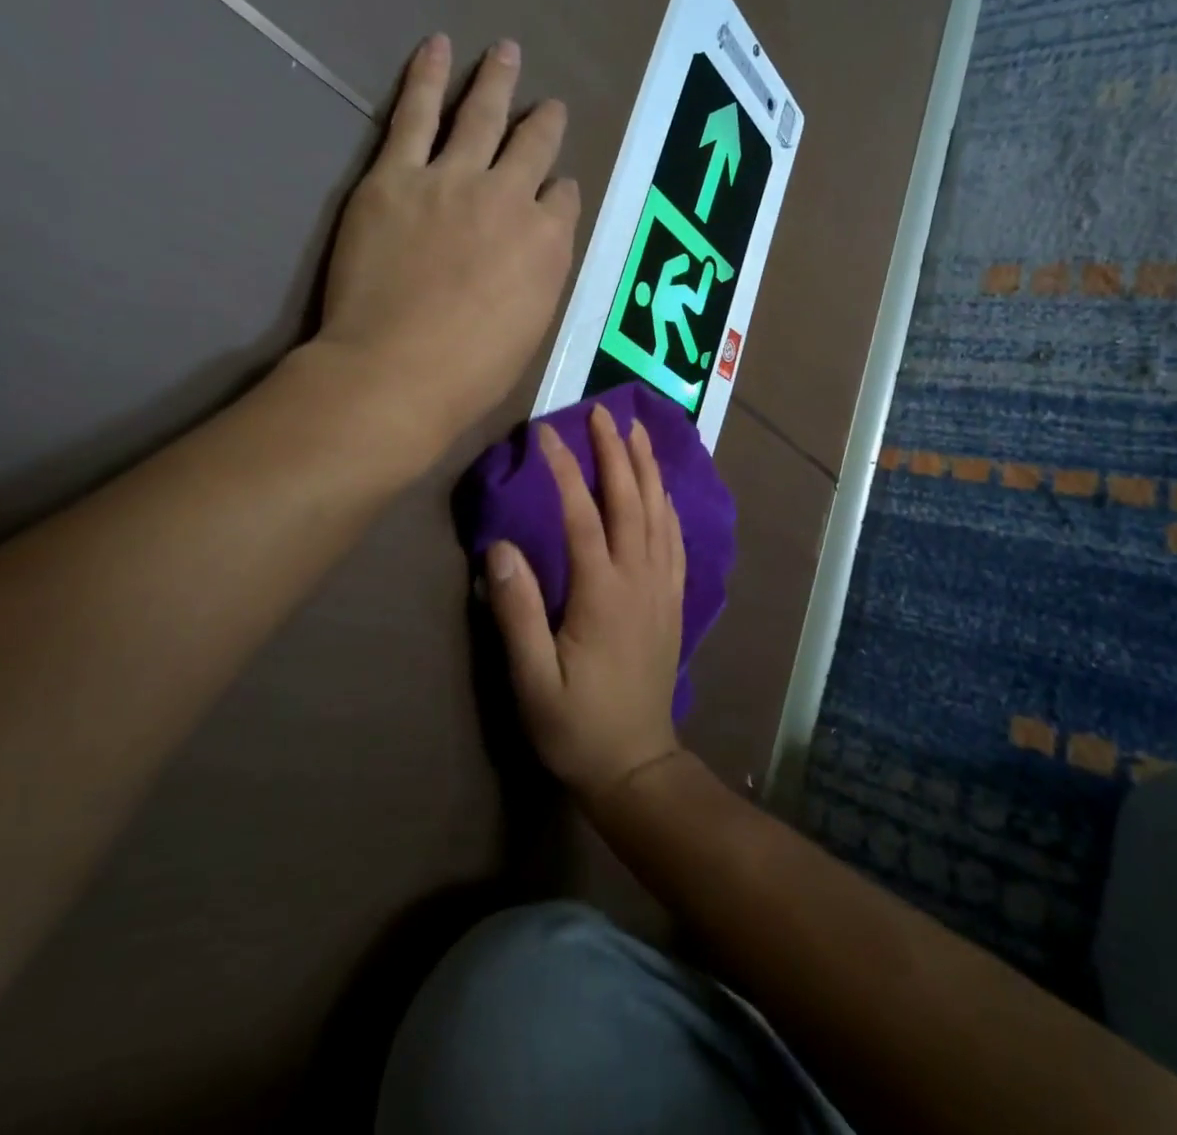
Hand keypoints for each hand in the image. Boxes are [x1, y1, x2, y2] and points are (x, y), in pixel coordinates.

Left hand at [313, 35, 580, 463]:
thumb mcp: (532, 327)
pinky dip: (427, 77)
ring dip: (497, 81)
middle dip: (544, 122)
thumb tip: (541, 246)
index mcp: (548, 242)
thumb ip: (541, 275)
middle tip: (550, 105)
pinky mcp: (395, 176)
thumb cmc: (472, 370)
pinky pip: (416, 115)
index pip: (563, 199)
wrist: (397, 369)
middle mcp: (509, 198)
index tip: (555, 188)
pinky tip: (438, 47)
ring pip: (482, 116)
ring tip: (506, 51)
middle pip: (533, 146)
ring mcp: (452, 180)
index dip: (559, 191)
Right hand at [486, 405, 686, 801]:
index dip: (564, 470)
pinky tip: (663, 492)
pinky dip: (668, 506)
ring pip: (660, 514)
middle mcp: (639, 579)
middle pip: (631, 501)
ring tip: (638, 433)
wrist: (636, 763)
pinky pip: (675, 540)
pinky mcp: (673, 601)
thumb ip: (517, 612)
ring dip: (648, 469)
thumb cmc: (576, 725)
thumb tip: (500, 548)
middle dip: (616, 453)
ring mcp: (662, 588)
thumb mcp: (533, 679)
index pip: (583, 514)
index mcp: (603, 593)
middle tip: (603, 413)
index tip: (545, 434)